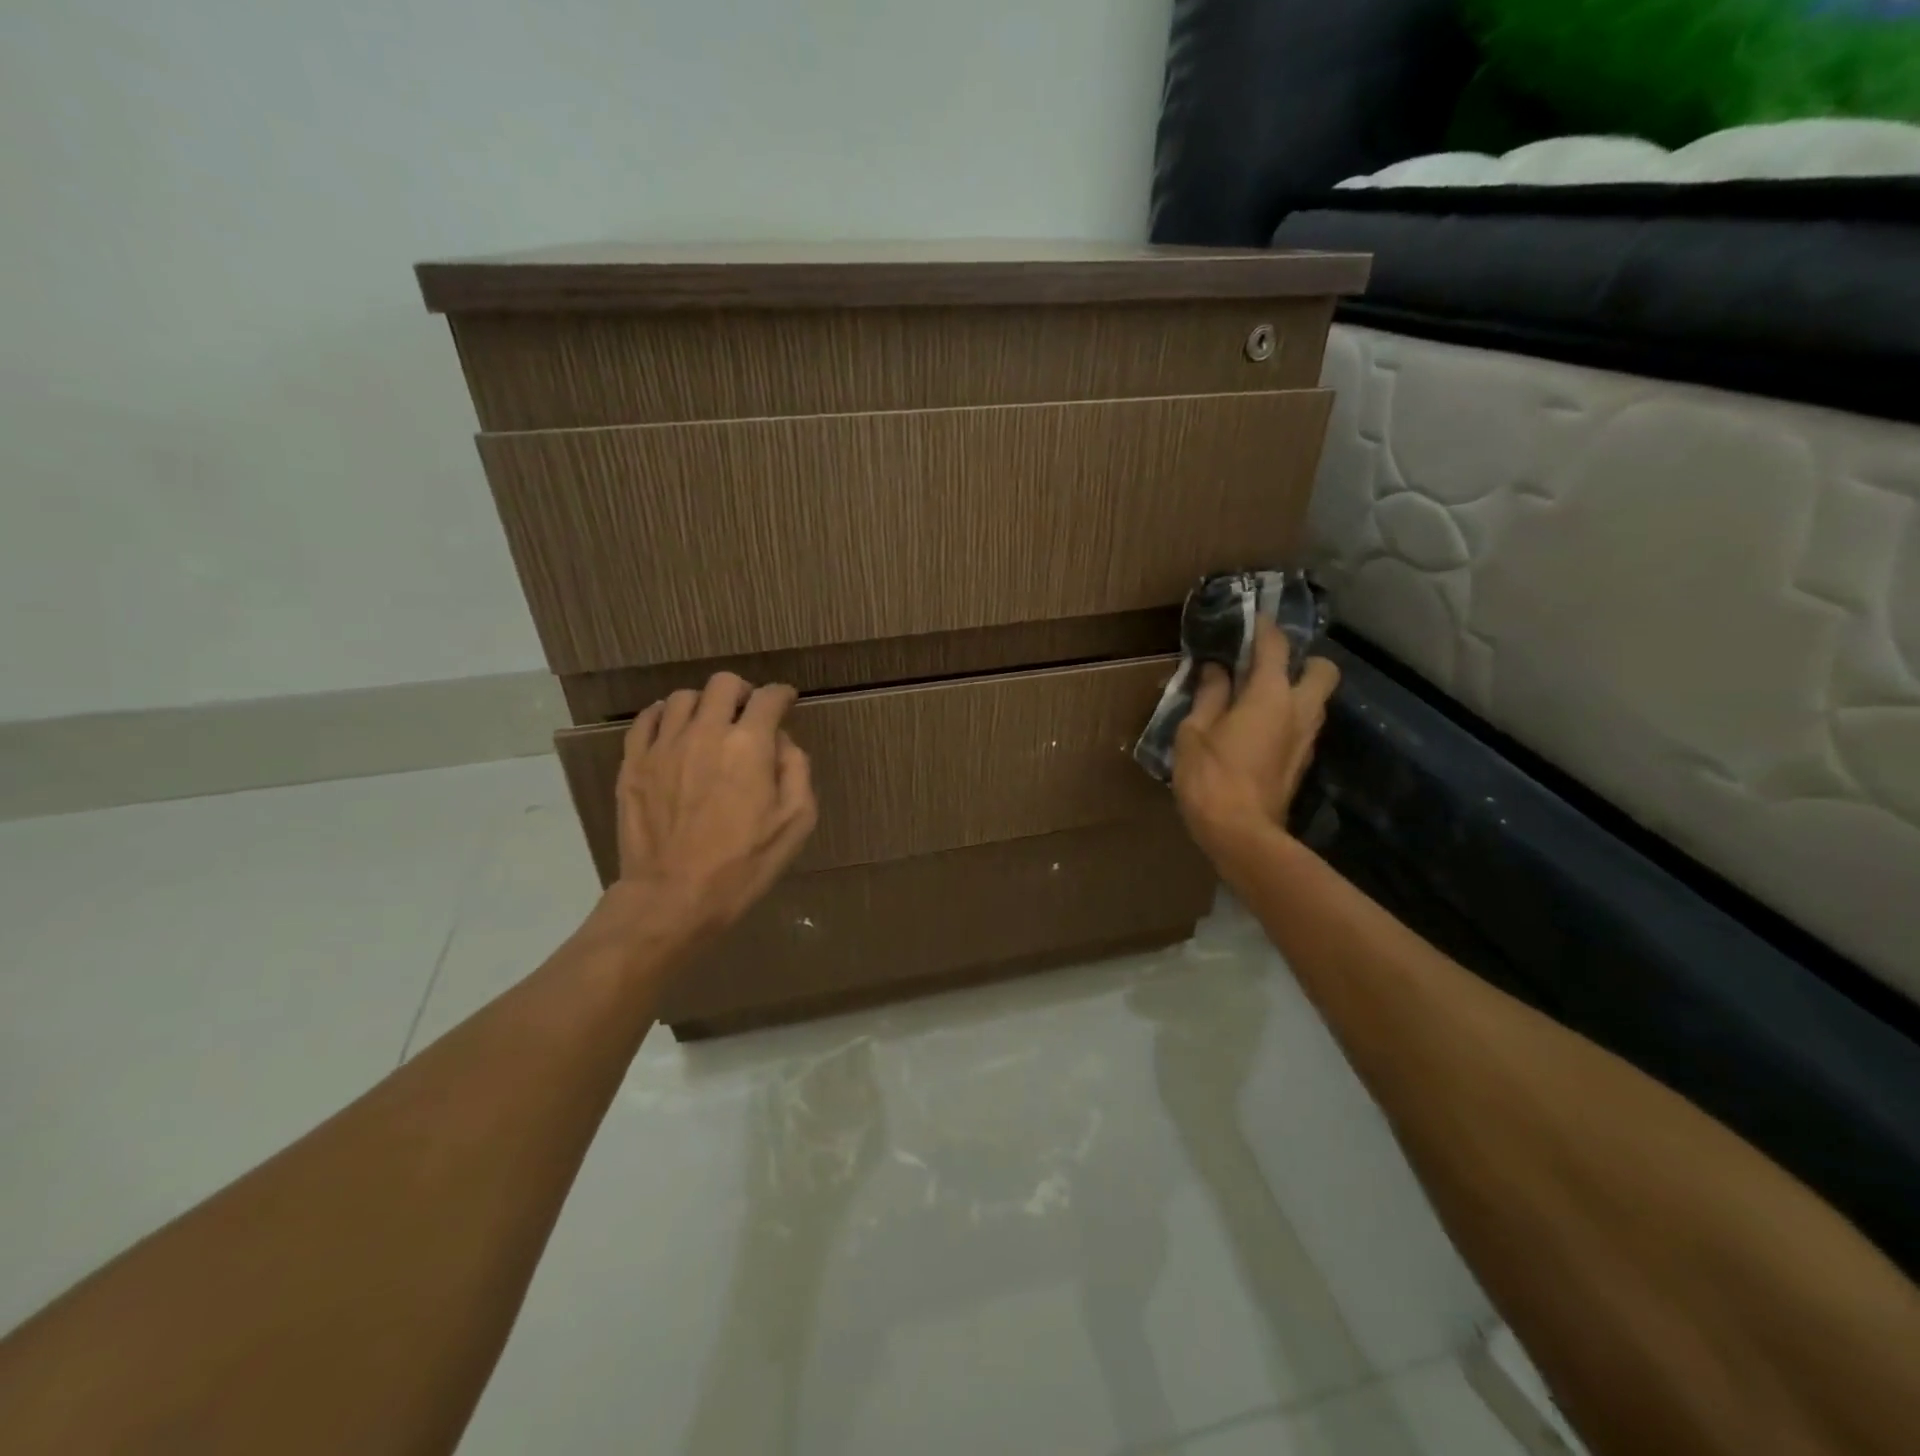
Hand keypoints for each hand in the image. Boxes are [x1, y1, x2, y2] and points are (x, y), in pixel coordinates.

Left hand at [607, 673, 817, 944]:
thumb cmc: (744, 864)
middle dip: (743, 692)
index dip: (782, 695)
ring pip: (683, 697)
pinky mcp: (634, 763)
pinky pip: (647, 720)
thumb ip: (796, 770)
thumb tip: (781, 743)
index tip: (786, 702)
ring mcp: (663, 745)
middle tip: (748, 713)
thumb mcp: (796, 822)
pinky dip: (664, 716)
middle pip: (723, 684)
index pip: (768, 698)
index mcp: (749, 745)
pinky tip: (673, 731)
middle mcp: (705, 732)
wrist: (674, 897)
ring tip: (710, 725)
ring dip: (704, 704)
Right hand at [1172, 619, 1339, 851]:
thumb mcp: (1194, 732)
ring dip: (1296, 690)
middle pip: (1322, 670)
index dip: (1265, 627)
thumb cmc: (1210, 778)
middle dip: (1303, 660)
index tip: (1253, 618)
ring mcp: (1305, 739)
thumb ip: (1209, 696)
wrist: (1240, 834)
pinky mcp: (1301, 763)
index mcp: (1270, 695)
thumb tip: (1216, 670)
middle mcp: (1298, 710)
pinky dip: (1287, 718)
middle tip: (1269, 665)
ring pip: (1316, 700)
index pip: (1276, 646)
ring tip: (1258, 696)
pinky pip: (1302, 726)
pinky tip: (1258, 728)